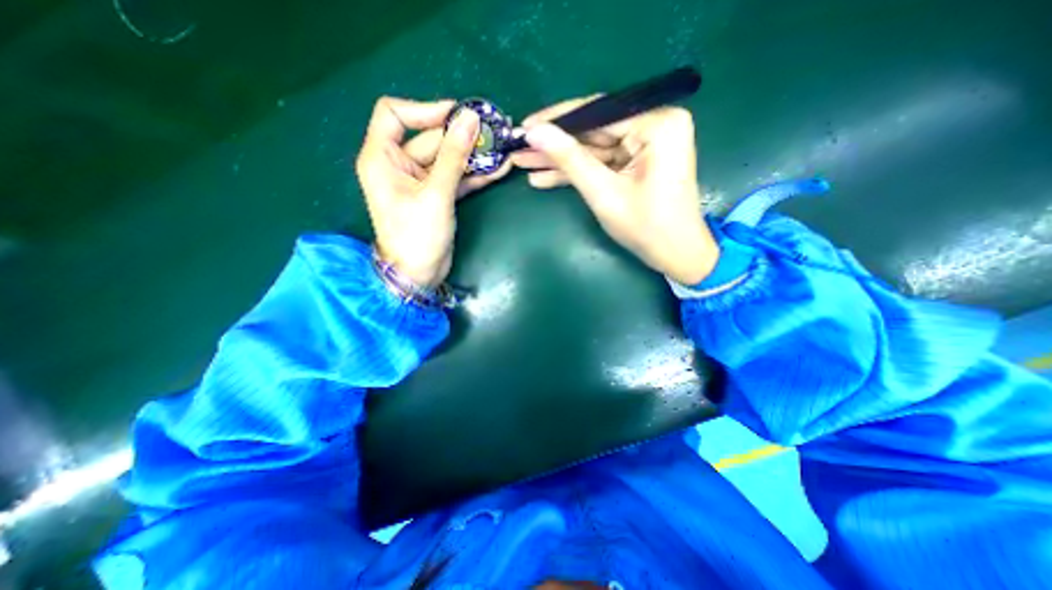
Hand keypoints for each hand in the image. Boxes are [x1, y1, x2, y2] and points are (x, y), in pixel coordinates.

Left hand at [359, 97, 512, 286]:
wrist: (419, 274)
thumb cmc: (417, 235)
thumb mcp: (435, 194)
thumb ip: (453, 156)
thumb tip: (470, 119)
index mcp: (382, 157)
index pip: (394, 114)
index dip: (424, 109)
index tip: (457, 114)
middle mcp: (399, 165)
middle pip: (431, 139)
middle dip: (462, 136)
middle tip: (494, 131)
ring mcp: (420, 182)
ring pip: (447, 159)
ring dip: (473, 156)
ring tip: (502, 149)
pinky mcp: (437, 196)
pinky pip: (455, 178)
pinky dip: (474, 175)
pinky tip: (497, 169)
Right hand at [515, 98, 720, 286]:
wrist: (675, 256)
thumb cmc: (646, 227)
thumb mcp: (603, 192)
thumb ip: (569, 159)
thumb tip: (535, 132)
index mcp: (657, 124)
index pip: (596, 112)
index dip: (556, 121)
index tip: (524, 127)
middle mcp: (654, 125)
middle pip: (592, 131)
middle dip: (554, 145)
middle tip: (518, 148)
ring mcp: (645, 145)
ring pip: (592, 149)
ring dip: (559, 160)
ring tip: (523, 164)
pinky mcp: (636, 163)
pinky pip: (601, 163)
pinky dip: (576, 172)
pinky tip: (544, 178)